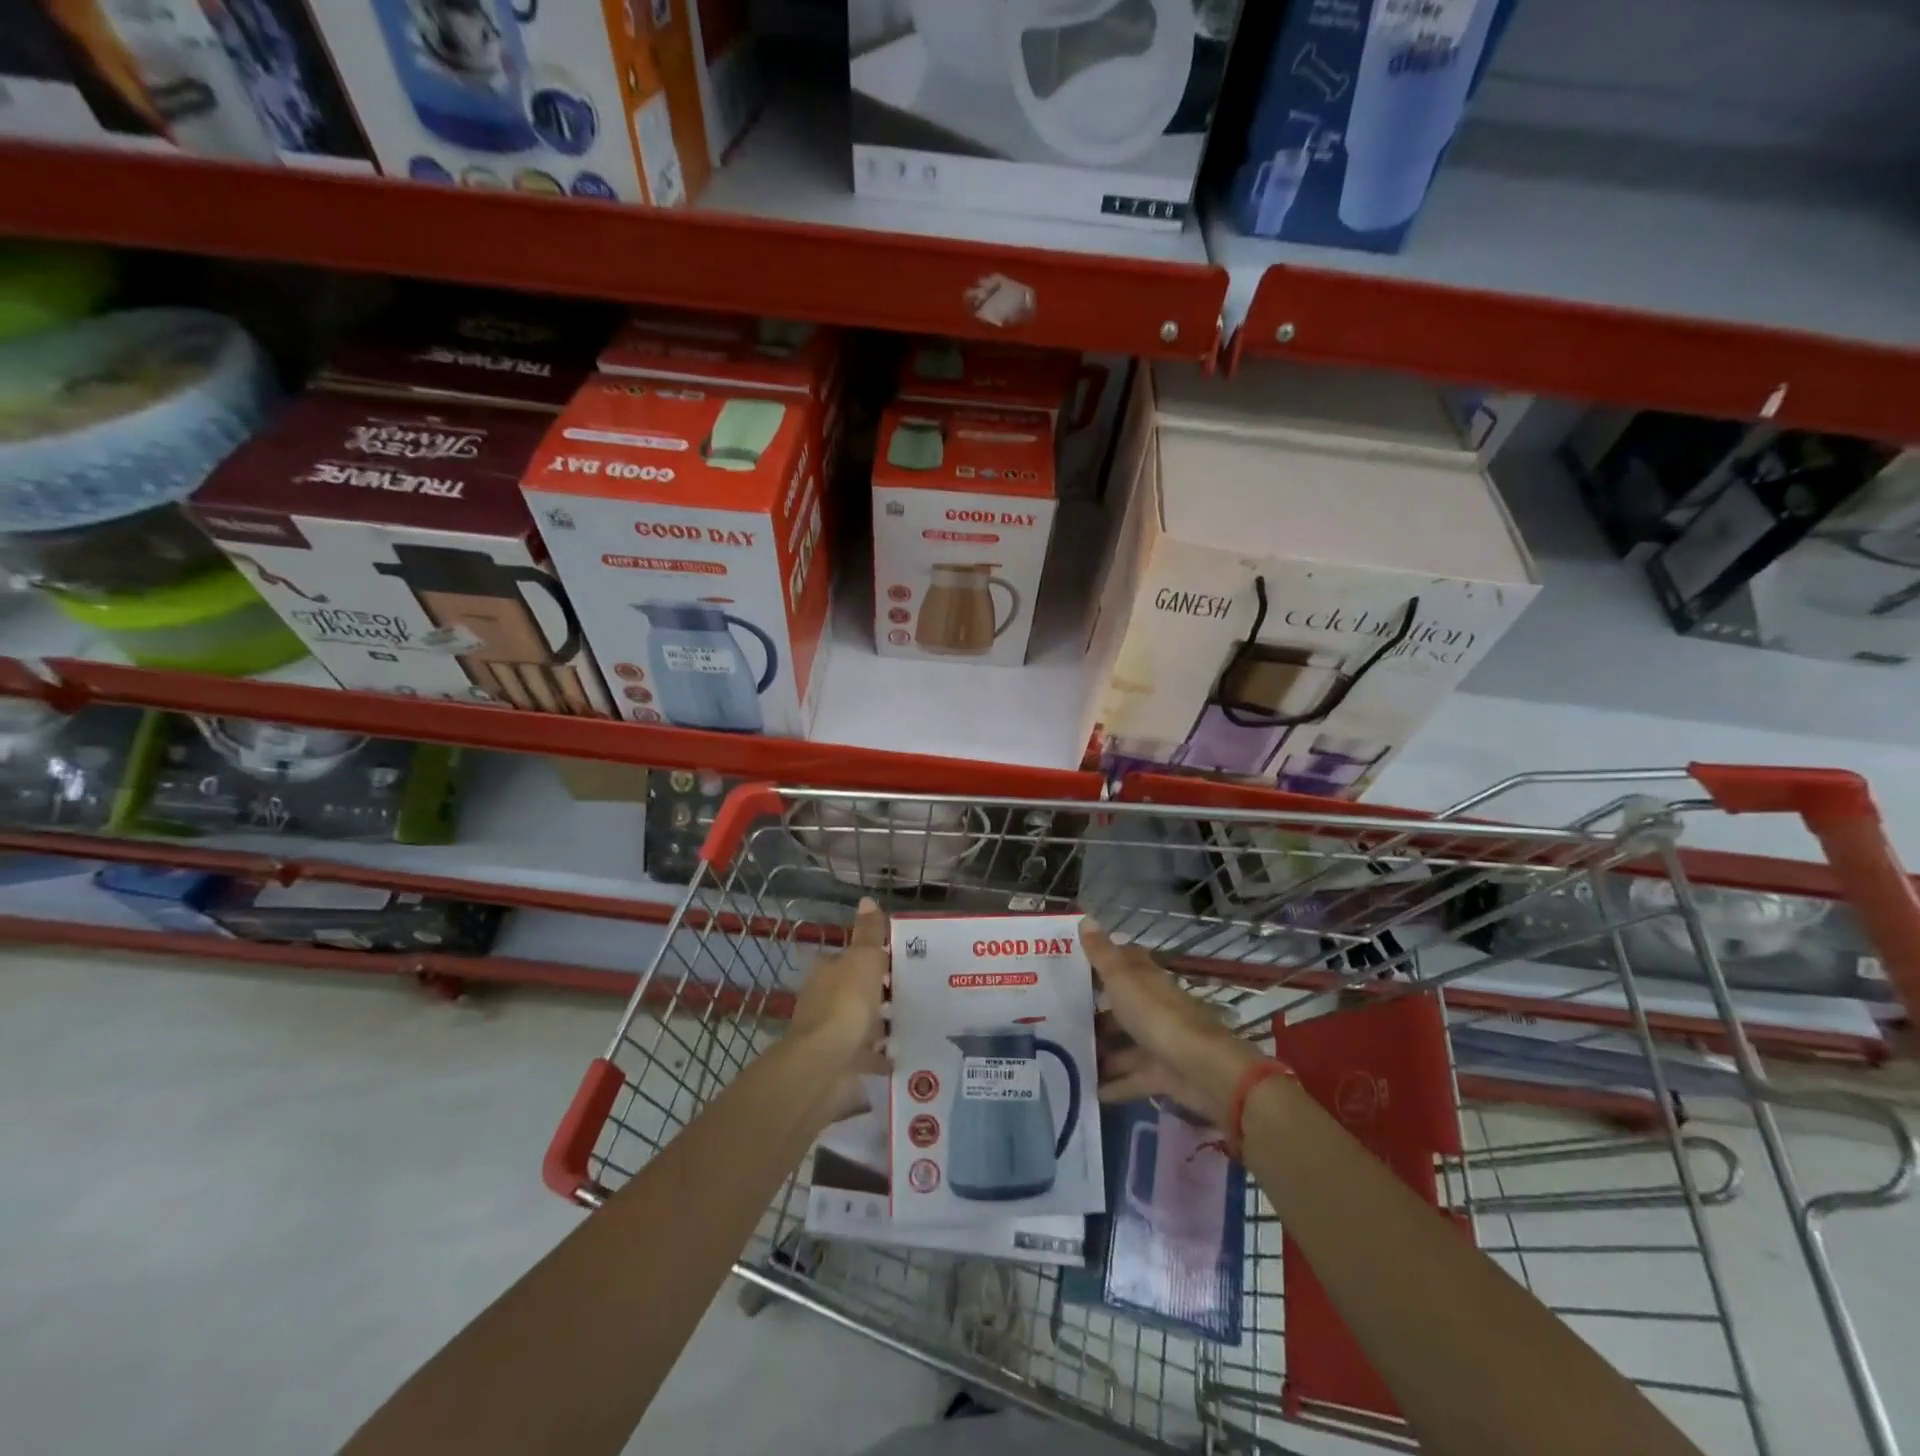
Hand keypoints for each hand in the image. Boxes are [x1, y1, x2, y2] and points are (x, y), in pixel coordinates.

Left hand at [789, 898, 889, 1120]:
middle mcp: (823, 1000)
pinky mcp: (840, 1063)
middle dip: (877, 992)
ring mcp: (830, 1034)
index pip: (847, 958)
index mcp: (826, 972)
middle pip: (854, 990)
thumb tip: (866, 899)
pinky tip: (902, 1054)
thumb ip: (869, 933)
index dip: (869, 958)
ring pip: (860, 1023)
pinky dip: (880, 1055)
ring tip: (912, 1021)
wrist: (825, 1064)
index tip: (896, 960)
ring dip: (879, 1023)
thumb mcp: (864, 959)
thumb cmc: (846, 1003)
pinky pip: (866, 1055)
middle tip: (911, 991)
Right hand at [1082, 918, 1261, 1127]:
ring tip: (1064, 1056)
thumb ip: (1102, 954)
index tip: (1070, 964)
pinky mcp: (1161, 1074)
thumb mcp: (1123, 980)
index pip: (1124, 961)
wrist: (1203, 1070)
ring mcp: (1157, 1042)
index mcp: (1145, 979)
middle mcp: (1152, 1006)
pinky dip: (1112, 1085)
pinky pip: (1131, 1078)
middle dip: (1094, 1011)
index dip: (1101, 960)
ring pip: (1123, 1044)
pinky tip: (1087, 1091)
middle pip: (1120, 1005)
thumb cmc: (1157, 1016)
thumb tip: (1086, 917)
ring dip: (1100, 1050)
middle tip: (1056, 1017)